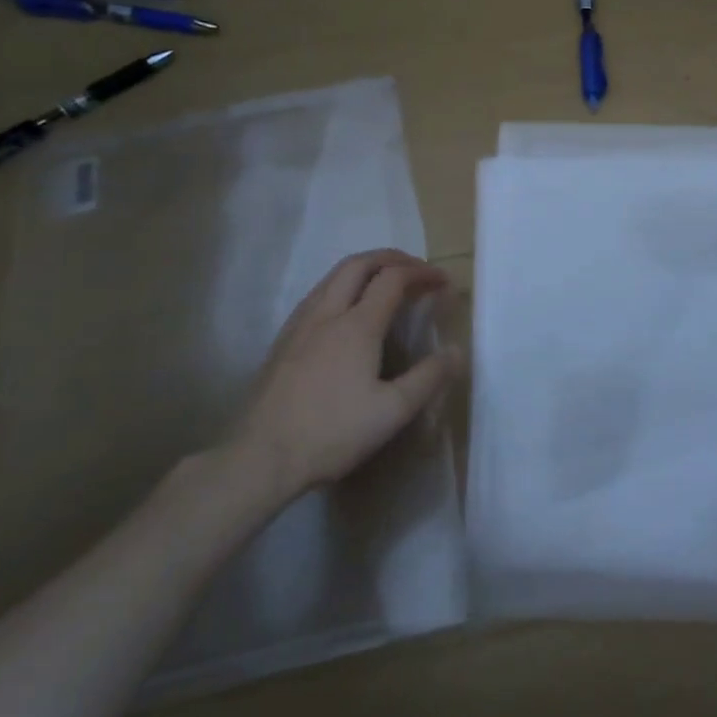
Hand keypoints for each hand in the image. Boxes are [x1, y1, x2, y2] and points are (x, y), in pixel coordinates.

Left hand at [230, 249, 462, 499]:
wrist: (259, 458)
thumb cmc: (332, 433)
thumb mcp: (393, 411)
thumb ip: (428, 377)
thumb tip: (457, 351)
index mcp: (357, 326)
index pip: (393, 279)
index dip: (422, 273)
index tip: (444, 281)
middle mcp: (326, 314)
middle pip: (358, 264)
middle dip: (392, 258)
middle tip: (416, 270)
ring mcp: (299, 326)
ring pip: (332, 277)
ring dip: (365, 269)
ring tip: (386, 283)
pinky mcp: (282, 342)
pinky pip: (317, 295)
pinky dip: (342, 286)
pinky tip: (348, 312)